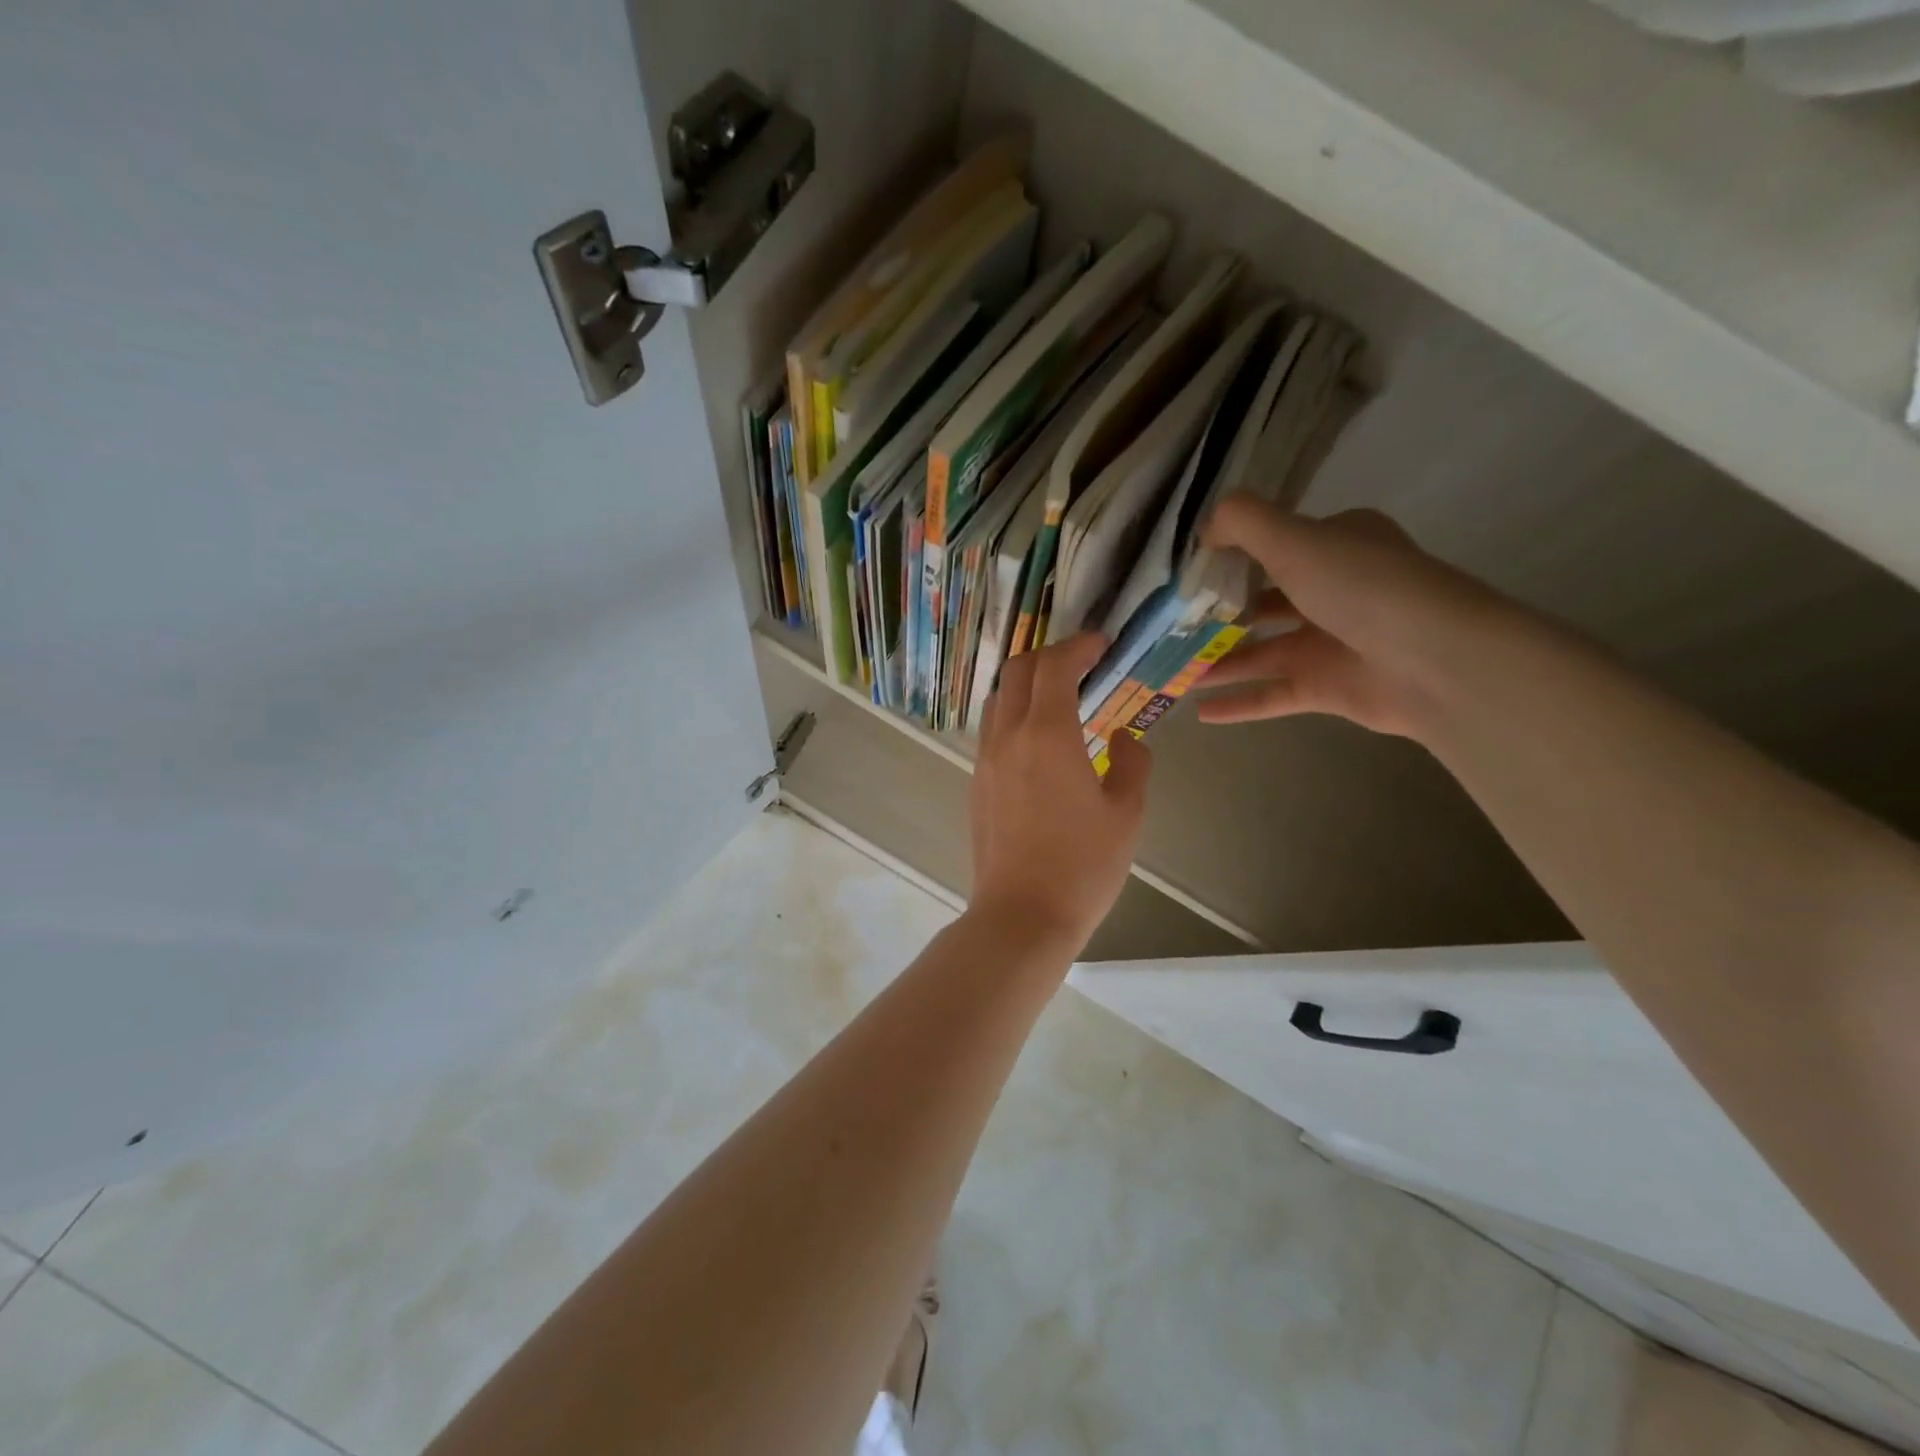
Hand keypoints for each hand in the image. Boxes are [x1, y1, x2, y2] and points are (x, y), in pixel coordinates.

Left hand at [970, 632, 1151, 948]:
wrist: (1021, 915)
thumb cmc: (1082, 866)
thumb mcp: (1126, 814)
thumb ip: (1132, 764)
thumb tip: (1125, 738)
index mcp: (1046, 735)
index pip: (1055, 666)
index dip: (1079, 646)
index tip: (1102, 645)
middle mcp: (1008, 737)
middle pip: (1018, 671)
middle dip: (1049, 656)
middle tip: (1082, 664)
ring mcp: (985, 760)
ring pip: (998, 698)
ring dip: (1027, 684)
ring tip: (1060, 698)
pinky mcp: (976, 782)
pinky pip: (992, 729)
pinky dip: (1015, 714)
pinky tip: (1040, 739)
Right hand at [1197, 497, 1508, 739]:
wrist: (1435, 661)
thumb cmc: (1362, 588)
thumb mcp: (1297, 539)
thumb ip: (1244, 523)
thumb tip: (1204, 529)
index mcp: (1334, 545)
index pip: (1273, 543)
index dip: (1227, 554)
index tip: (1183, 571)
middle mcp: (1332, 591)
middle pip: (1261, 601)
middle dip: (1215, 613)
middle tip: (1166, 625)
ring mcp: (1329, 642)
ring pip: (1259, 651)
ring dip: (1217, 660)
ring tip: (1168, 669)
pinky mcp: (1326, 687)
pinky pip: (1271, 694)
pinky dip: (1238, 702)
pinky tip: (1198, 711)